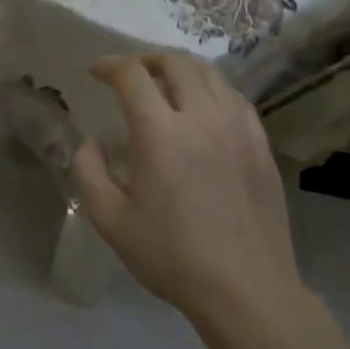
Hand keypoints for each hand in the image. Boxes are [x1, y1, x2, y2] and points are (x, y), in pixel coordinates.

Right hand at [71, 52, 298, 319]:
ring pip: (209, 74)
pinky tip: (202, 109)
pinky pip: (234, 97)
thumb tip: (90, 143)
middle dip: (145, 59)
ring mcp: (238, 127)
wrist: (246, 289)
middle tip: (129, 74)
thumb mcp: (111, 220)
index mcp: (160, 132)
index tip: (95, 72)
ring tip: (164, 84)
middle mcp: (202, 116)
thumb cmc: (171, 256)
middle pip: (175, 62)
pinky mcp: (261, 143)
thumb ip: (89, 172)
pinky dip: (211, 89)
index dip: (109, 65)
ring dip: (180, 69)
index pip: (131, 75)